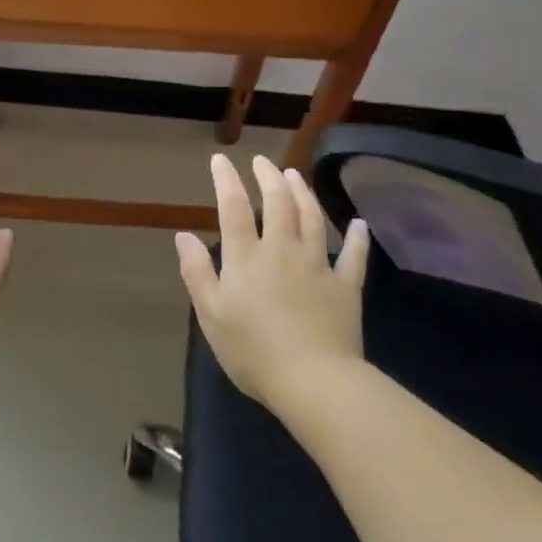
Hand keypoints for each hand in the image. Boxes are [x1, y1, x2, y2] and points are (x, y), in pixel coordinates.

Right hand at [176, 153, 369, 404]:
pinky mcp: (346, 287)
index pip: (234, 207)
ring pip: (312, 218)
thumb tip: (183, 235)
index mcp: (246, 256)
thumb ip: (196, 272)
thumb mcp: (211, 314)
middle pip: (278, 203)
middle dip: (268, 177)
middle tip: (262, 162)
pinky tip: (359, 224)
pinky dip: (356, 238)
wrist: (314, 382)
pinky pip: (354, 256)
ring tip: (295, 175)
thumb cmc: (253, 351)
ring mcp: (318, 266)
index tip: (221, 159)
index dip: (227, 179)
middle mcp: (282, 250)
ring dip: (303, 193)